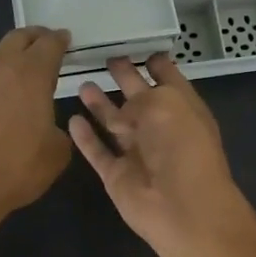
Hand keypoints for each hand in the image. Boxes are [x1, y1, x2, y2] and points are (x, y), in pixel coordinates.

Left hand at [0, 26, 72, 228]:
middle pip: (14, 41)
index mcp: (30, 74)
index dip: (58, 41)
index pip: (49, 44)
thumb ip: (55, 131)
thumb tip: (45, 127)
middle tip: (34, 49)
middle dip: (29, 41)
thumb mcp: (55, 155)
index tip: (62, 40)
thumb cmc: (13, 169)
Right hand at [68, 54, 254, 256]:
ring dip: (100, 105)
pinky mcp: (117, 176)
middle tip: (107, 59)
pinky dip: (85, 138)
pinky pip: (98, 152)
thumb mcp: (165, 105)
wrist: (181, 208)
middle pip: (139, 99)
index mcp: (182, 109)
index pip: (169, 80)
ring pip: (115, 124)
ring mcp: (138, 154)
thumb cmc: (182, 147)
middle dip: (125, 79)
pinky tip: (72, 120)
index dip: (156, 64)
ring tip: (83, 84)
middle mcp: (161, 130)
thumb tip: (120, 112)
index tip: (141, 48)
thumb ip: (139, 98)